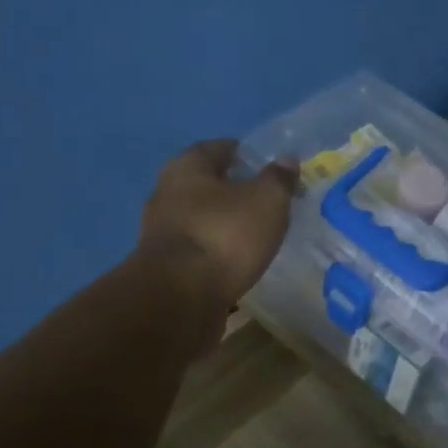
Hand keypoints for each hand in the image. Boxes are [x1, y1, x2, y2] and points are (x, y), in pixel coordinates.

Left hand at [140, 139, 297, 310]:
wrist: (180, 298)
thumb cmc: (224, 236)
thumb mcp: (266, 201)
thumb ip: (278, 179)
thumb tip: (286, 160)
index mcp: (186, 167)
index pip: (219, 148)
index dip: (246, 155)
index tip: (270, 168)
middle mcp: (166, 193)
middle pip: (206, 184)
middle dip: (234, 191)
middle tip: (266, 202)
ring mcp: (160, 232)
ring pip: (200, 219)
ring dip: (223, 224)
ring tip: (255, 235)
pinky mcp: (163, 267)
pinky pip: (197, 250)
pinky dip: (215, 252)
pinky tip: (235, 263)